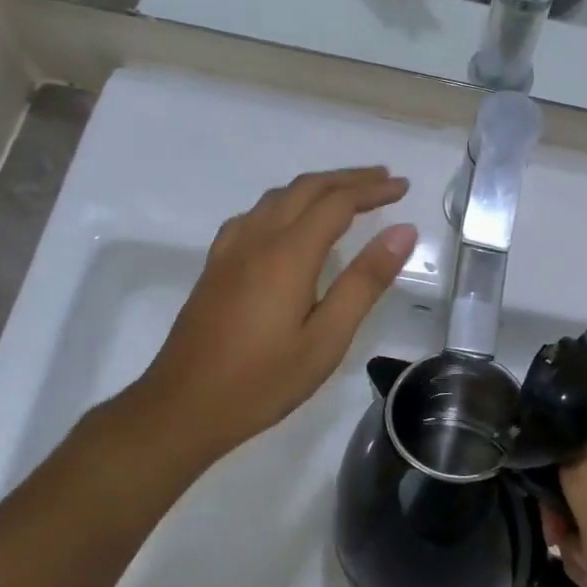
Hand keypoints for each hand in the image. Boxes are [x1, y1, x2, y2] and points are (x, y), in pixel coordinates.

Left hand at [108, 168, 417, 476]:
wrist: (183, 407)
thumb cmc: (263, 380)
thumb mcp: (327, 338)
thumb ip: (365, 281)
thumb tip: (402, 231)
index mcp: (288, 254)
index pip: (338, 202)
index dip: (373, 190)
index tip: (404, 187)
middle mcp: (257, 239)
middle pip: (306, 188)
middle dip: (348, 179)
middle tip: (384, 180)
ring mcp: (231, 250)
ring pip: (278, 197)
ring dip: (317, 187)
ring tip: (347, 193)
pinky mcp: (216, 265)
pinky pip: (254, 214)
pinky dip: (285, 203)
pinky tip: (289, 221)